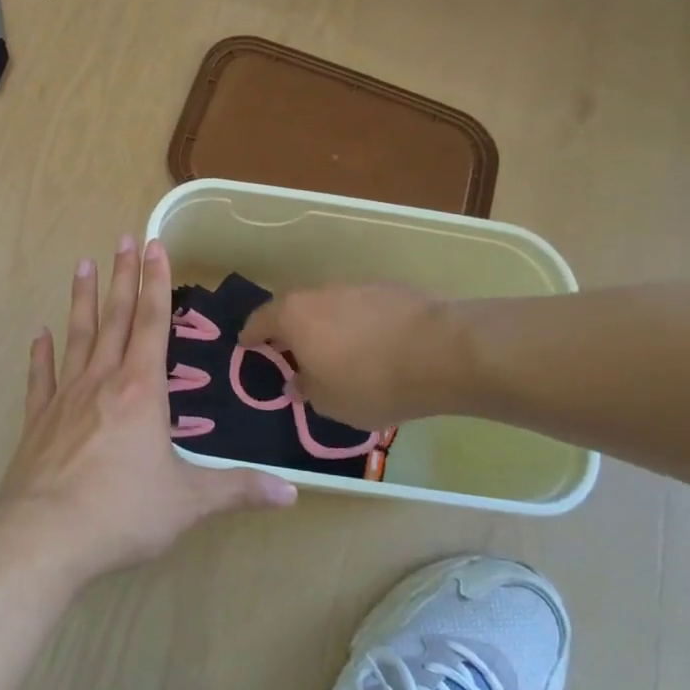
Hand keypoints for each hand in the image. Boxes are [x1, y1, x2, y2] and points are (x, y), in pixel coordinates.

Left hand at [0, 237, 296, 582]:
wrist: (45, 536)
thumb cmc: (123, 513)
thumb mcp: (189, 502)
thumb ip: (238, 490)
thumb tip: (292, 492)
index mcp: (141, 391)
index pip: (151, 323)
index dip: (155, 283)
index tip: (153, 245)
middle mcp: (102, 382)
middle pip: (114, 318)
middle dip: (122, 277)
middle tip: (123, 239)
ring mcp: (65, 398)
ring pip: (77, 337)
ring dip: (82, 300)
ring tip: (83, 265)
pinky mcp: (37, 421)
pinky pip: (41, 378)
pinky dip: (41, 354)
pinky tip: (39, 334)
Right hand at [241, 283, 467, 428]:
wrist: (442, 353)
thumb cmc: (371, 382)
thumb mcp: (329, 402)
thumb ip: (306, 390)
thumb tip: (296, 382)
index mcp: (293, 316)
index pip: (259, 321)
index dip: (251, 336)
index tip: (247, 346)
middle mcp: (318, 293)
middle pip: (295, 310)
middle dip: (291, 331)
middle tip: (293, 354)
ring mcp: (356, 287)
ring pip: (330, 308)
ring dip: (328, 328)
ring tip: (339, 355)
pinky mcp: (391, 290)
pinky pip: (362, 309)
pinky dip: (360, 326)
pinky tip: (376, 348)